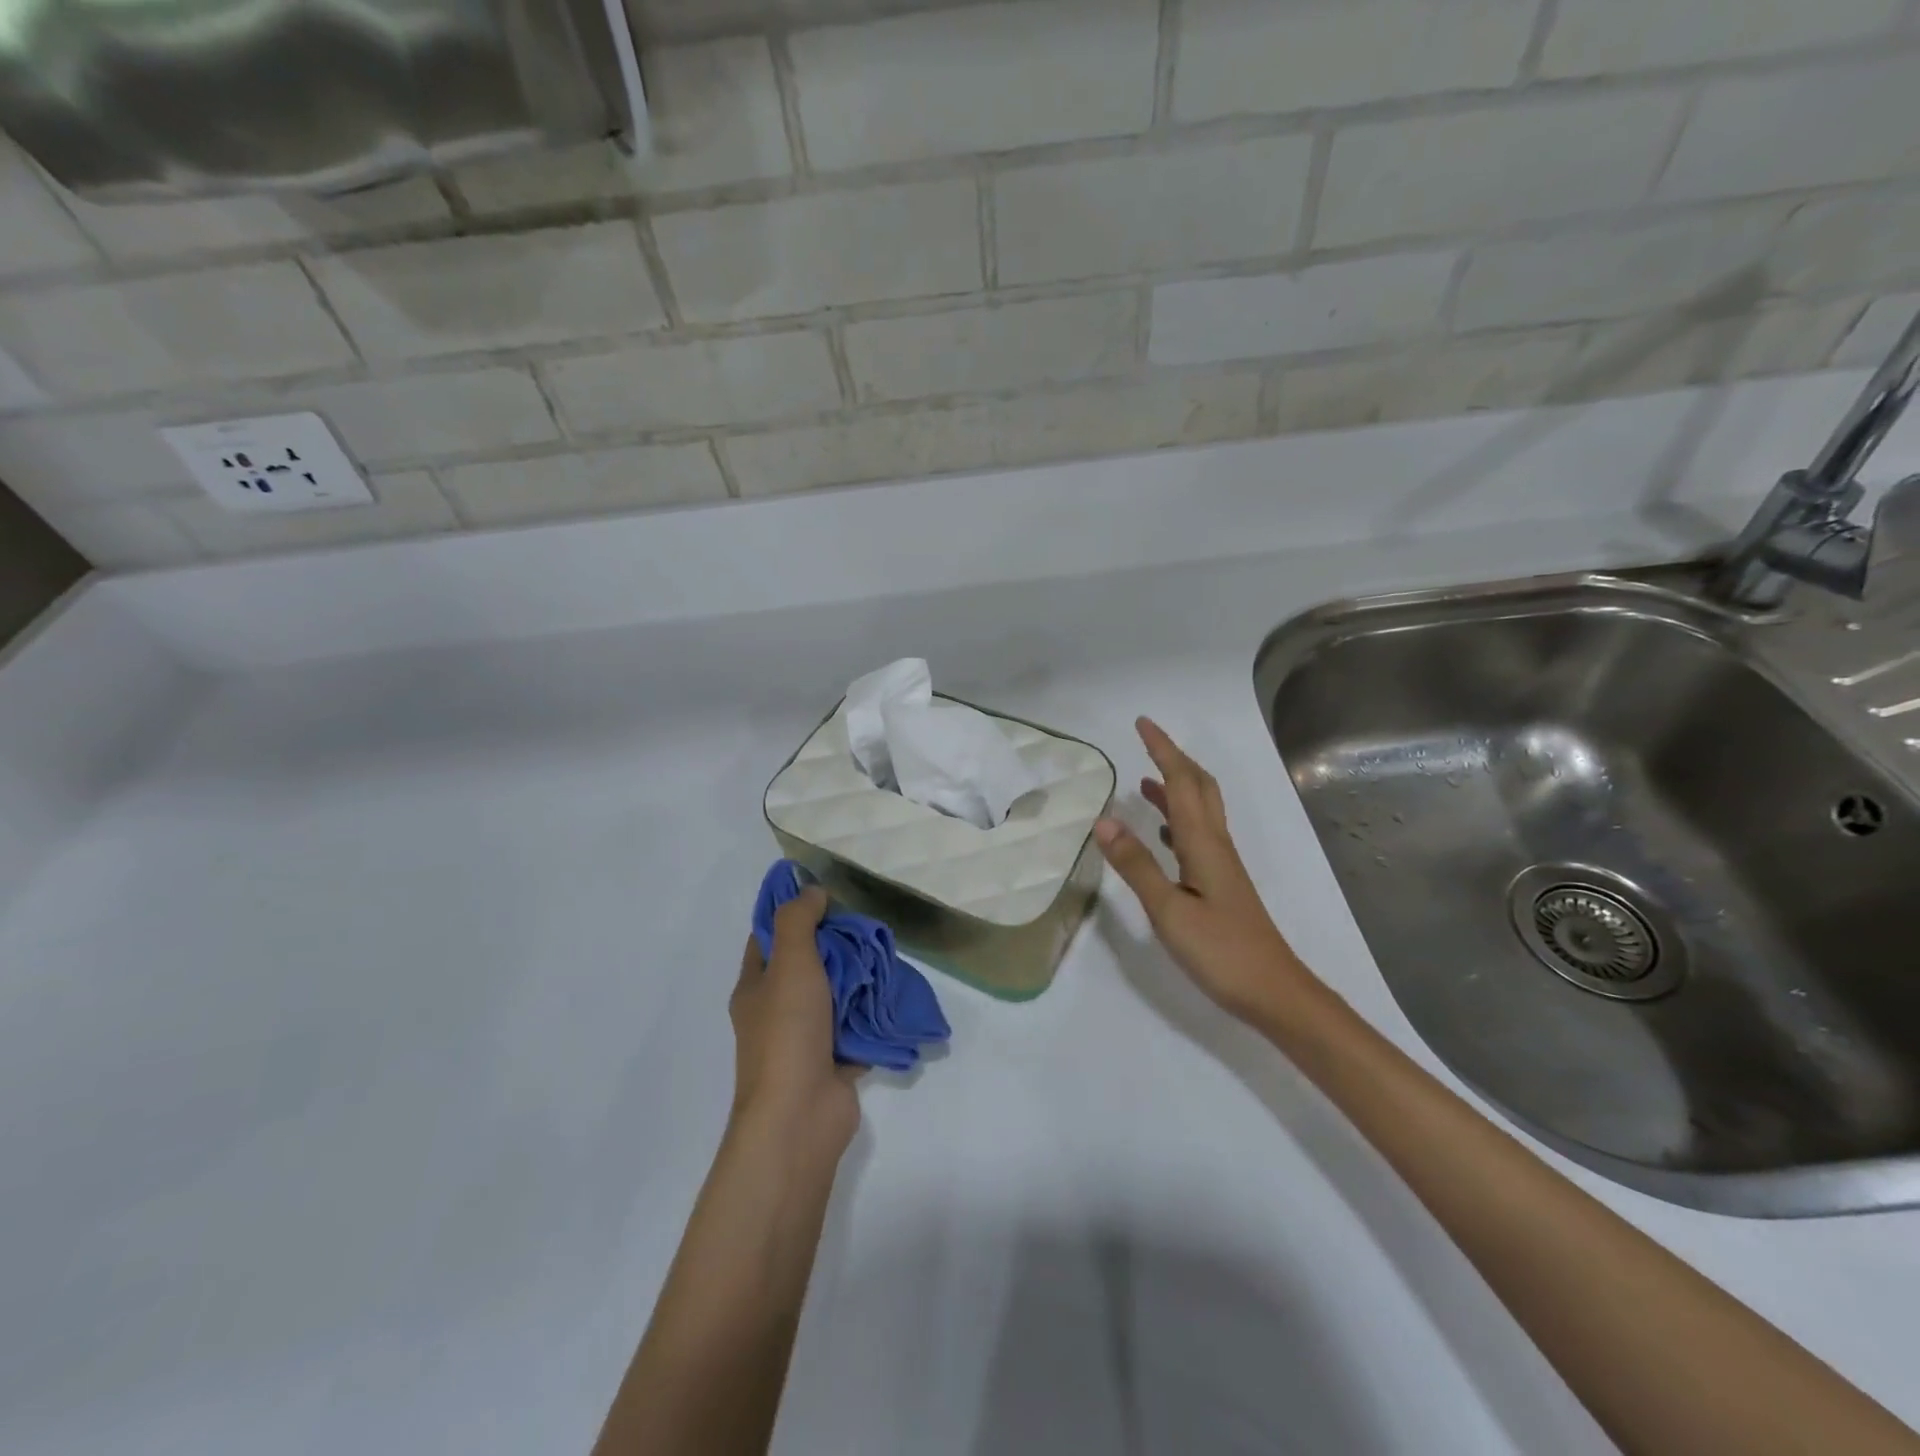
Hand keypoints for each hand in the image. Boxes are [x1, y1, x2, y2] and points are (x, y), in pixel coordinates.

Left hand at [730, 887, 861, 1157]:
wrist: (800, 1116)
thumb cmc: (787, 1033)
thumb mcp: (789, 963)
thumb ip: (798, 922)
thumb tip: (812, 892)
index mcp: (756, 986)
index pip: (769, 937)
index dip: (792, 913)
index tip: (825, 893)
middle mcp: (777, 1010)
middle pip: (807, 963)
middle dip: (835, 944)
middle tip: (867, 923)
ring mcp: (805, 1038)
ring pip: (835, 994)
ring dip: (859, 977)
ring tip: (886, 953)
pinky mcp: (834, 1060)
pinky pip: (855, 1026)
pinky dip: (872, 1012)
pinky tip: (895, 992)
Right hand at [1096, 717, 1321, 1025]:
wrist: (1274, 992)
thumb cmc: (1220, 951)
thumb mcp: (1169, 909)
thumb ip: (1136, 866)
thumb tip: (1104, 820)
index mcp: (1203, 843)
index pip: (1180, 782)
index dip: (1162, 750)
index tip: (1142, 723)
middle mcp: (1216, 845)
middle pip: (1198, 788)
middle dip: (1174, 759)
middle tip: (1146, 742)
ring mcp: (1221, 865)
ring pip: (1199, 811)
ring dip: (1175, 788)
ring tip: (1144, 782)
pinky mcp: (1221, 883)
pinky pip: (1196, 836)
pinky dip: (1176, 821)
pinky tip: (1162, 834)